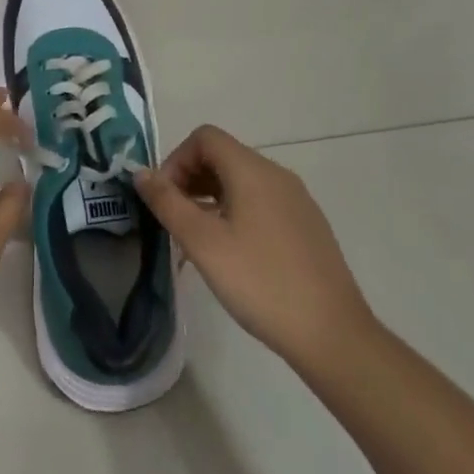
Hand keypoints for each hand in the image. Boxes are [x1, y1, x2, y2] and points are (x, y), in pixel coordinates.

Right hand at [135, 126, 375, 375]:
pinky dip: (235, 212)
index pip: (205, 137)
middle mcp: (277, 175)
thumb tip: (140, 172)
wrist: (333, 335)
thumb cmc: (260, 282)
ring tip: (197, 239)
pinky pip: (261, 202)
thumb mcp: (203, 242)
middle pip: (223, 156)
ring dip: (210, 197)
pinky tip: (232, 253)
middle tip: (175, 220)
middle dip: (190, 179)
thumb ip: (167, 202)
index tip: (165, 199)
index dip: (176, 160)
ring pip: (241, 181)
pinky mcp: (307, 226)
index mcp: (252, 170)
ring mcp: (296, 200)